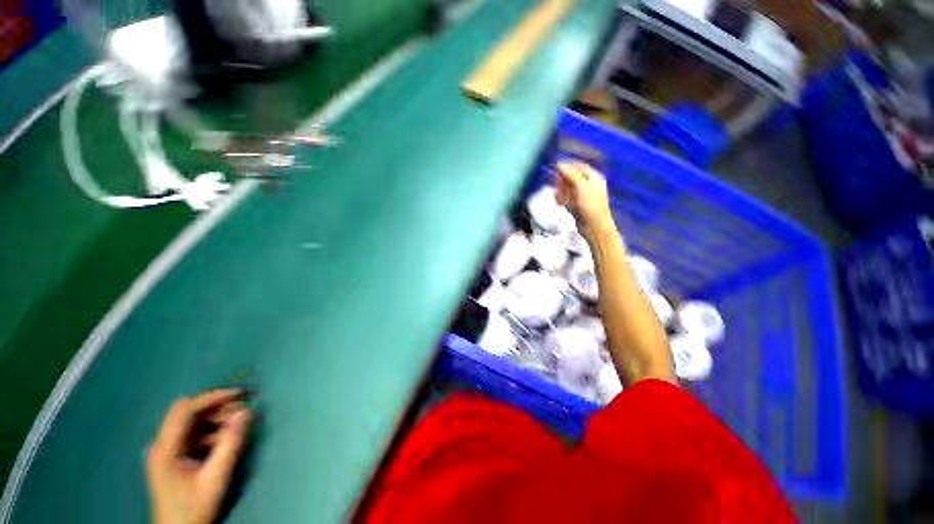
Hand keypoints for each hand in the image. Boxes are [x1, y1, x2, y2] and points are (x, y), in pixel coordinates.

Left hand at [146, 390, 252, 523]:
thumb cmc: (194, 508)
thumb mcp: (215, 477)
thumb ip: (230, 443)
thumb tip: (247, 412)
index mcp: (165, 449)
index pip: (185, 409)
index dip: (213, 397)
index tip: (240, 394)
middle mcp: (162, 445)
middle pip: (188, 413)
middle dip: (217, 408)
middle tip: (242, 411)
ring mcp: (166, 451)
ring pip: (192, 423)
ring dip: (216, 419)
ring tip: (238, 425)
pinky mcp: (172, 458)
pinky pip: (193, 435)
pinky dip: (211, 431)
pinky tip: (224, 440)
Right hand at [555, 161, 613, 237]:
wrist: (594, 227)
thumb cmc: (590, 205)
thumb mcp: (581, 186)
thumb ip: (571, 174)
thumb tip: (559, 164)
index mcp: (594, 179)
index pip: (580, 167)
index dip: (569, 166)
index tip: (556, 167)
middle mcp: (589, 186)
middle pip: (573, 178)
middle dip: (564, 180)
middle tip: (557, 183)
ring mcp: (583, 197)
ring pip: (568, 189)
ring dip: (561, 191)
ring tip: (557, 195)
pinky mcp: (577, 207)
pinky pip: (567, 200)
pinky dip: (562, 200)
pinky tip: (558, 202)